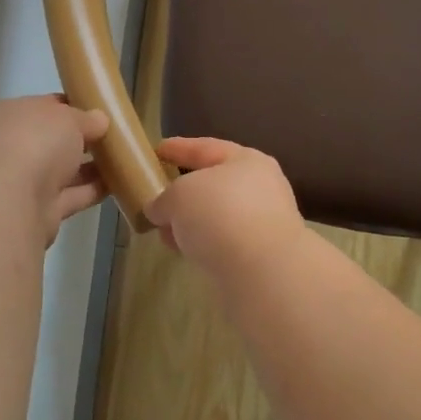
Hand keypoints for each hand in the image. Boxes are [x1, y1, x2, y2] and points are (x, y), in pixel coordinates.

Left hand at [0, 96, 109, 245]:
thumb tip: (99, 120)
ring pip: (64, 170)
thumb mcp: (68, 118)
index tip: (102, 110)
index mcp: (13, 116)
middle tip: (117, 135)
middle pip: (54, 140)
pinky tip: (120, 183)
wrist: (11, 201)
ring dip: (91, 167)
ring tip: (125, 159)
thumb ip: (86, 118)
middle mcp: (15, 147)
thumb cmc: (35, 142)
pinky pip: (73, 195)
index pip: (46, 107)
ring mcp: (25, 181)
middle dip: (83, 139)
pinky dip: (93, 190)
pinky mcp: (40, 210)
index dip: (74, 107)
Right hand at [145, 137, 305, 271]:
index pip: (206, 148)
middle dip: (184, 193)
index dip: (179, 148)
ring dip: (191, 222)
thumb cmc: (221, 215)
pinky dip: (202, 243)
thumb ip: (164, 199)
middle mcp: (260, 187)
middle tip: (158, 198)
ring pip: (217, 215)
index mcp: (246, 160)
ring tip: (165, 233)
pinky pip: (223, 240)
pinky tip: (184, 251)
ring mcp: (264, 222)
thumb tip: (160, 210)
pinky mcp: (262, 254)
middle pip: (214, 184)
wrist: (264, 271)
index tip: (157, 151)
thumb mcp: (179, 196)